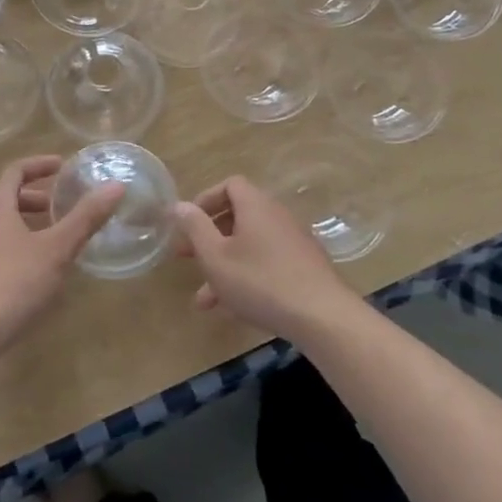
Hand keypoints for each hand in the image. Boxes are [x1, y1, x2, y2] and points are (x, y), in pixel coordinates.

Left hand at [0, 155, 123, 352]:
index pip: (14, 171)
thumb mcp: (57, 250)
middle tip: (52, 204)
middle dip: (27, 194)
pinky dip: (7, 241)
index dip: (39, 165)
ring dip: (17, 219)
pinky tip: (27, 267)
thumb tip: (116, 186)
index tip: (62, 166)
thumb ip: (85, 217)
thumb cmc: (12, 284)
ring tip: (45, 236)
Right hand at [173, 177, 355, 341]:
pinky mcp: (303, 267)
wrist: (321, 316)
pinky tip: (233, 307)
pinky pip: (266, 263)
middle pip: (238, 217)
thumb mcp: (216, 256)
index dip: (206, 200)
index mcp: (255, 206)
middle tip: (186, 258)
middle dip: (208, 238)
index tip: (188, 224)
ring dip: (224, 267)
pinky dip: (246, 277)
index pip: (230, 185)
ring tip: (203, 300)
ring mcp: (293, 242)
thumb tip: (179, 205)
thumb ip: (195, 228)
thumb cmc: (260, 281)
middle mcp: (276, 216)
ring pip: (249, 247)